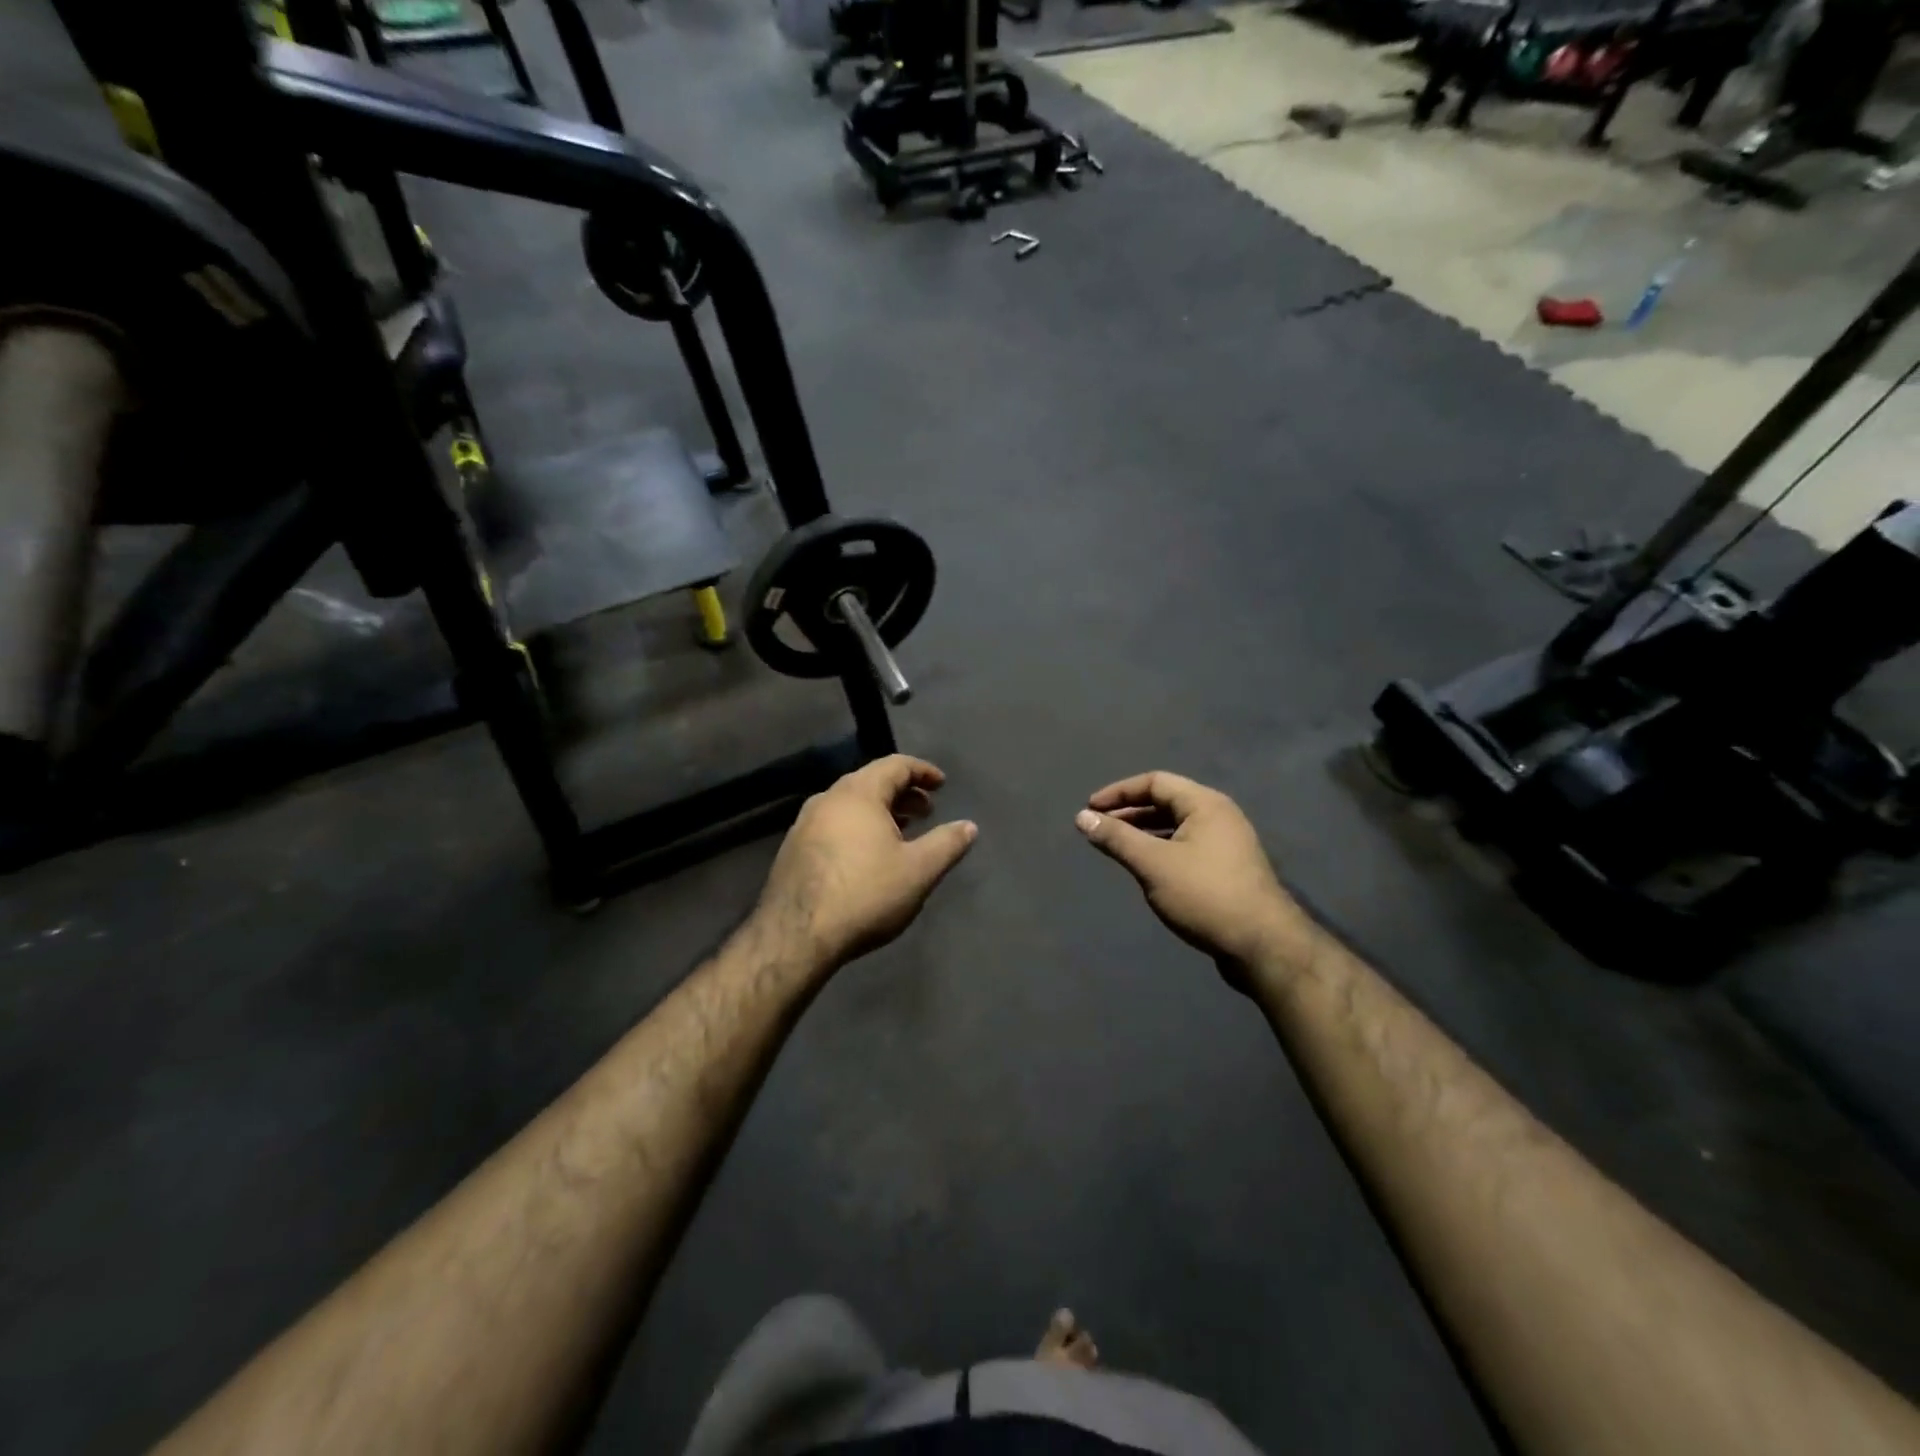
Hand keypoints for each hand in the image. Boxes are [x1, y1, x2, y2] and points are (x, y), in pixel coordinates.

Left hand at [756, 755, 977, 970]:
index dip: (923, 771)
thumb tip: (969, 826)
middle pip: (871, 781)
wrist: (796, 936)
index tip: (942, 785)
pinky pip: (833, 824)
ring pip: (850, 804)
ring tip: (902, 833)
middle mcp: (827, 798)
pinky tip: (868, 856)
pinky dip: (858, 827)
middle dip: (903, 792)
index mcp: (858, 793)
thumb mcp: (918, 870)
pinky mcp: (793, 849)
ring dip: (880, 811)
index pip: (895, 764)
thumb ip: (947, 843)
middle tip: (927, 811)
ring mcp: (804, 823)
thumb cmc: (865, 894)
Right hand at [1076, 772, 1314, 981]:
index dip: (1119, 792)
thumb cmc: (1204, 895)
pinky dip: (1161, 849)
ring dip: (1144, 832)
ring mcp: (1227, 843)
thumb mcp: (1152, 864)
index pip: (1154, 782)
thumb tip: (1082, 817)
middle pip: (1167, 801)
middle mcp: (1219, 816)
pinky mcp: (1228, 869)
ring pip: (1176, 826)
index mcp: (1205, 804)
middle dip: (1129, 812)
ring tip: (1117, 847)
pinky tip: (1147, 868)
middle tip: (1098, 828)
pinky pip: (1186, 846)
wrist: (1262, 945)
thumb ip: (1116, 838)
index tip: (1090, 809)